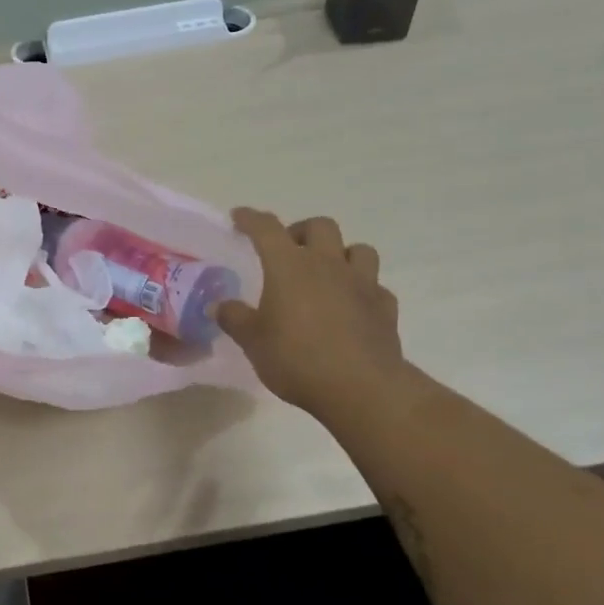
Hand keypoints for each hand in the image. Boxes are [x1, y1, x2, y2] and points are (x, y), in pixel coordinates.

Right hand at [216, 208, 406, 415]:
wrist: (361, 388)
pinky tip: (353, 306)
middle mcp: (327, 264)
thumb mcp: (253, 342)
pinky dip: (363, 290)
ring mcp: (362, 283)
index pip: (266, 228)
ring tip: (327, 273)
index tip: (239, 217)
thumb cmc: (297, 359)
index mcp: (289, 266)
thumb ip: (235, 319)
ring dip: (341, 254)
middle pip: (319, 226)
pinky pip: (375, 286)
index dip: (250, 219)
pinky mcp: (385, 307)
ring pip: (358, 249)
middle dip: (301, 231)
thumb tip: (218, 306)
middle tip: (288, 250)